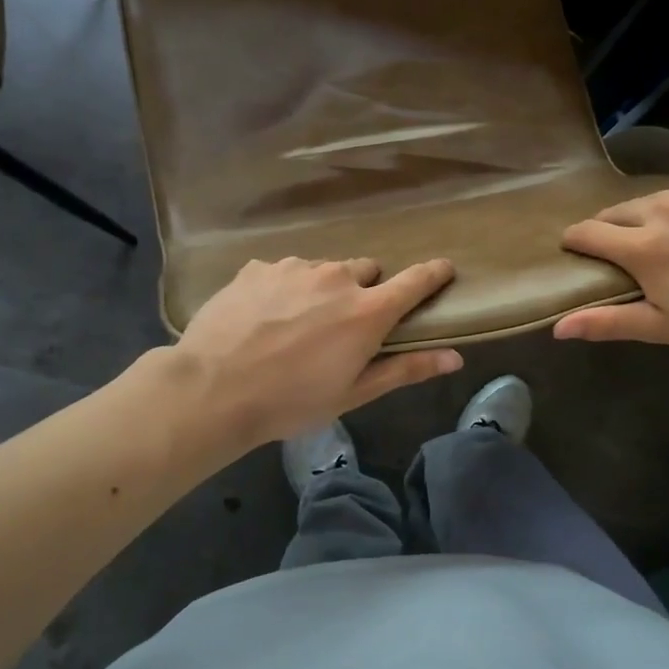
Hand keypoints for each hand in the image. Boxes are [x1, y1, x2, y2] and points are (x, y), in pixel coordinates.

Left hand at [176, 256, 460, 447]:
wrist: (212, 389)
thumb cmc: (291, 401)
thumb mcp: (353, 393)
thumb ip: (406, 369)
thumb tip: (455, 357)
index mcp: (367, 311)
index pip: (415, 281)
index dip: (434, 273)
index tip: (444, 269)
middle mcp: (336, 277)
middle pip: (366, 271)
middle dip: (363, 291)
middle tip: (343, 325)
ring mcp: (294, 267)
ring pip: (323, 270)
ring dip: (321, 289)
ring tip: (295, 325)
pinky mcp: (258, 267)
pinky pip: (284, 271)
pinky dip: (284, 289)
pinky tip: (263, 318)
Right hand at [554, 175, 668, 357]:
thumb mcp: (662, 327)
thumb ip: (608, 322)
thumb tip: (558, 328)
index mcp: (642, 247)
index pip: (589, 232)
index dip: (576, 241)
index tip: (575, 249)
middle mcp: (664, 209)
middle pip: (619, 211)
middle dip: (612, 228)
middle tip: (625, 251)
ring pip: (657, 198)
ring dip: (653, 216)